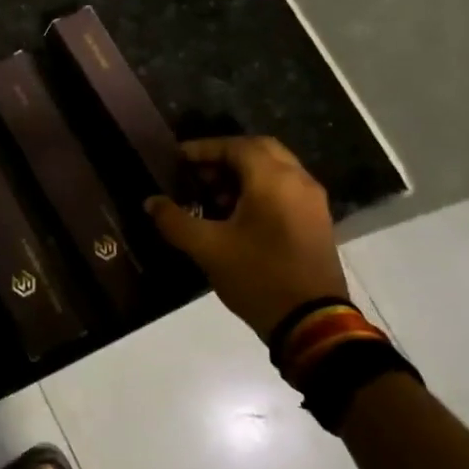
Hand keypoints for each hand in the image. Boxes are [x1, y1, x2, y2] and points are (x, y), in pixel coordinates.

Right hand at [145, 136, 346, 341]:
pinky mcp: (316, 222)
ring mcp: (312, 202)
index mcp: (273, 180)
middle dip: (226, 156)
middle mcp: (298, 181)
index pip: (237, 146)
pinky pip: (284, 190)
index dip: (204, 148)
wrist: (311, 322)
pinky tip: (236, 215)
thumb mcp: (207, 248)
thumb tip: (151, 202)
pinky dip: (259, 190)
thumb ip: (175, 221)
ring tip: (212, 195)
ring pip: (274, 170)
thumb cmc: (257, 276)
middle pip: (260, 150)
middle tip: (197, 172)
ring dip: (242, 174)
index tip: (178, 158)